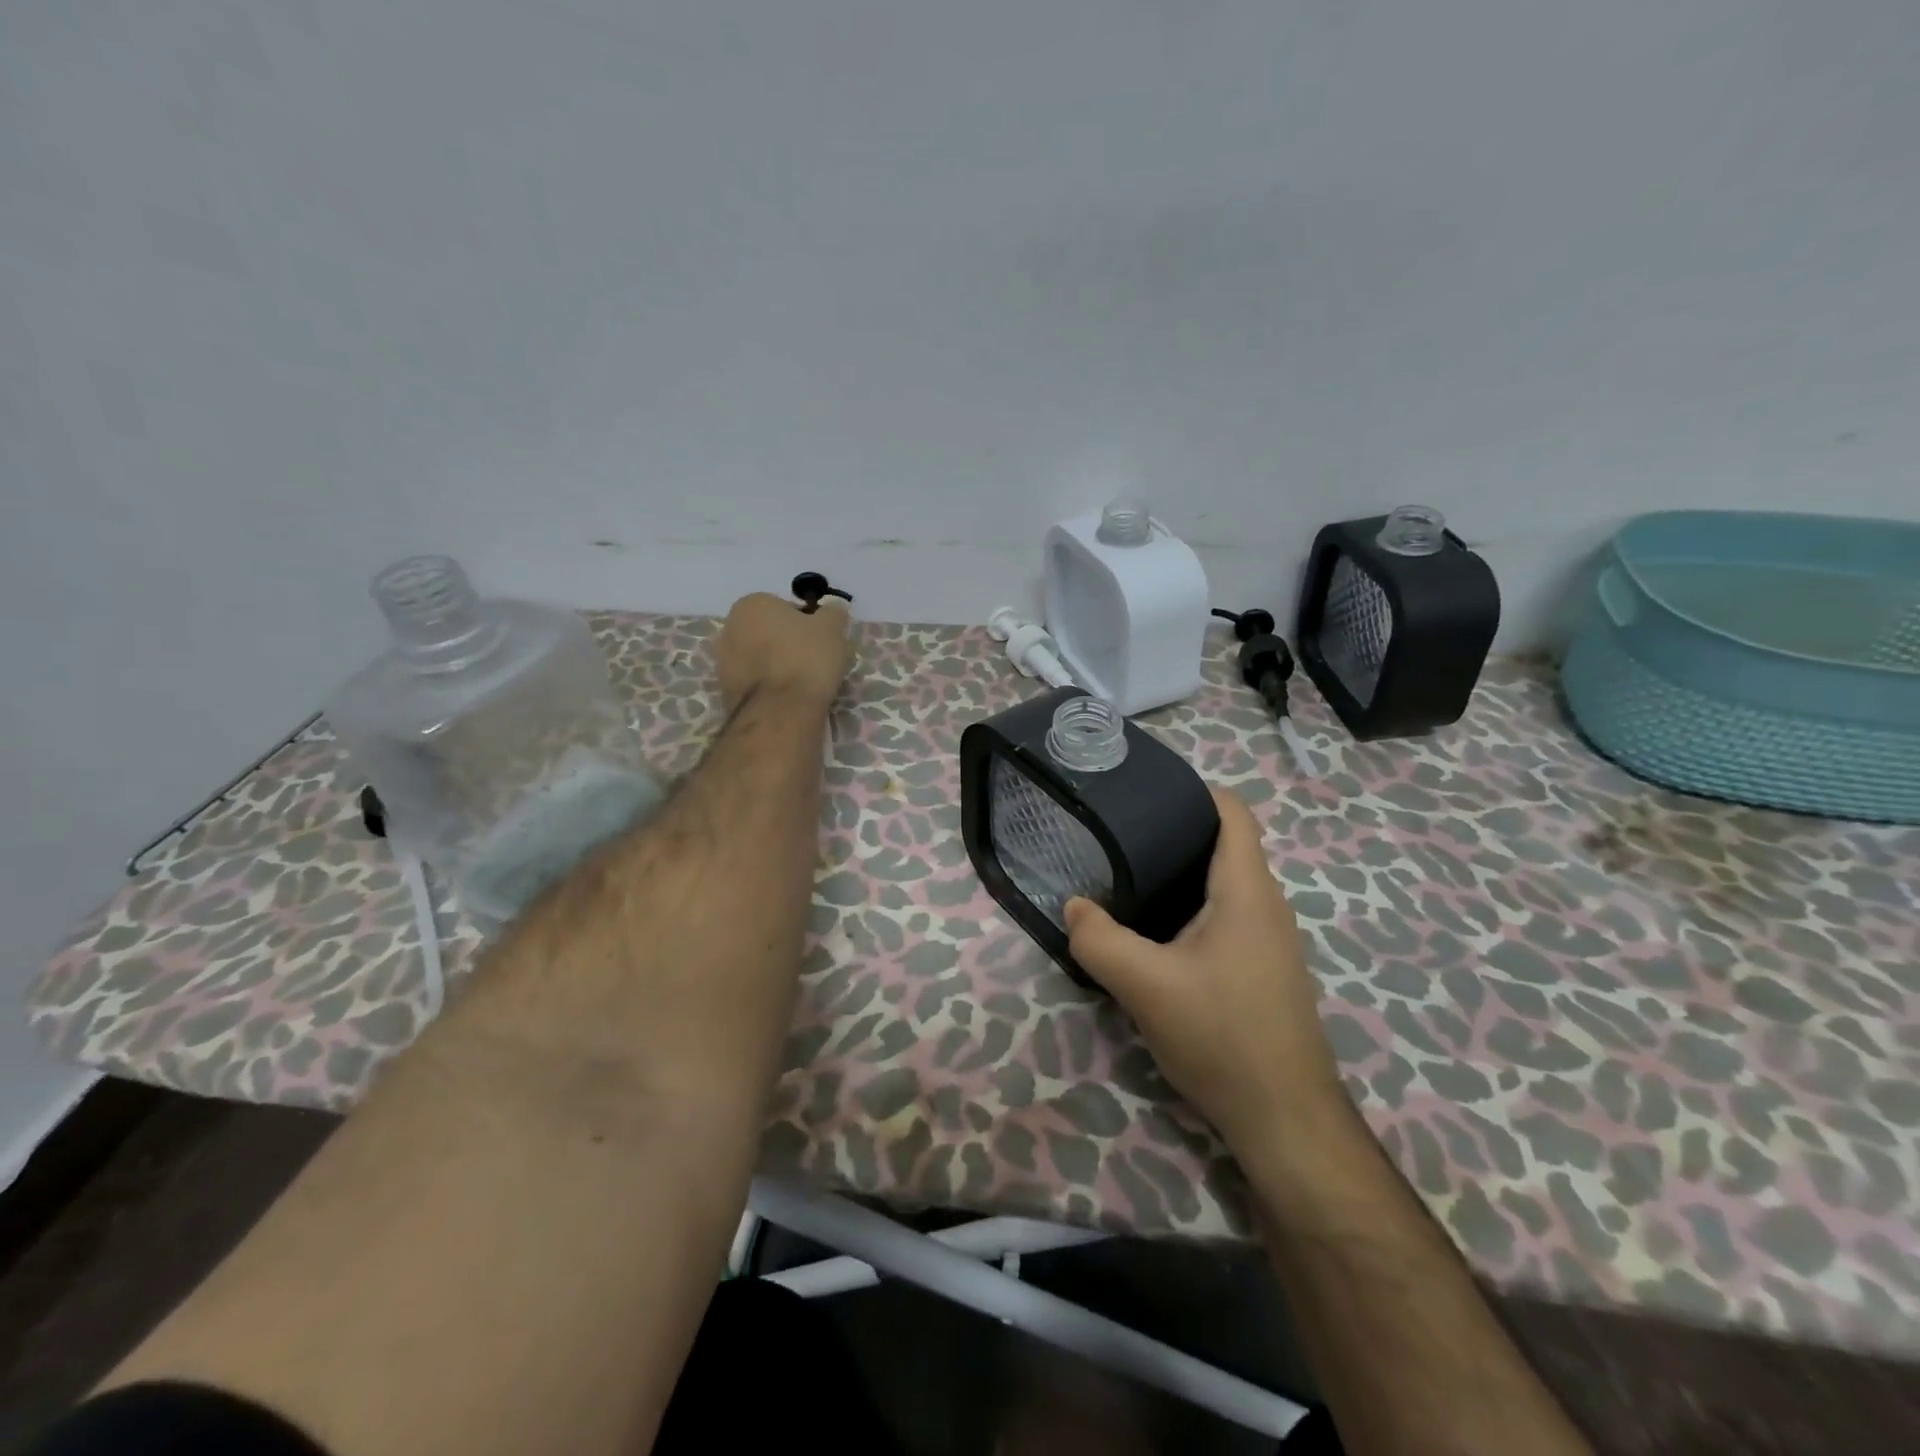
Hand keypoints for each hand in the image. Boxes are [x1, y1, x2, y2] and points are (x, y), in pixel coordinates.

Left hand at [716, 593, 852, 713]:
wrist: (781, 711)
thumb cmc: (807, 659)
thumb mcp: (832, 628)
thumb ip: (833, 613)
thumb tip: (833, 609)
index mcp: (751, 604)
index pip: (786, 608)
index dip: (808, 623)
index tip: (823, 641)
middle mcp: (730, 627)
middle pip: (769, 632)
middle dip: (788, 643)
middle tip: (815, 661)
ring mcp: (722, 661)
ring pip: (761, 658)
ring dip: (778, 666)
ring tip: (803, 683)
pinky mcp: (725, 691)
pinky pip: (755, 682)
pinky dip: (770, 687)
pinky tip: (788, 698)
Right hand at [1064, 788, 1342, 1152]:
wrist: (1286, 1120)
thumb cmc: (1222, 1036)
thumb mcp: (1145, 985)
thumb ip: (1099, 940)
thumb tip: (1074, 906)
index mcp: (1246, 890)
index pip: (1233, 812)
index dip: (1193, 791)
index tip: (1144, 793)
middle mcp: (1265, 906)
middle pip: (1223, 845)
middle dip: (1174, 833)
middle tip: (1118, 837)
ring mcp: (1268, 941)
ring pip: (1221, 886)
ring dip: (1180, 877)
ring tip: (1127, 879)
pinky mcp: (1262, 971)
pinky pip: (1224, 919)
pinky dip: (1189, 911)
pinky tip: (1154, 936)